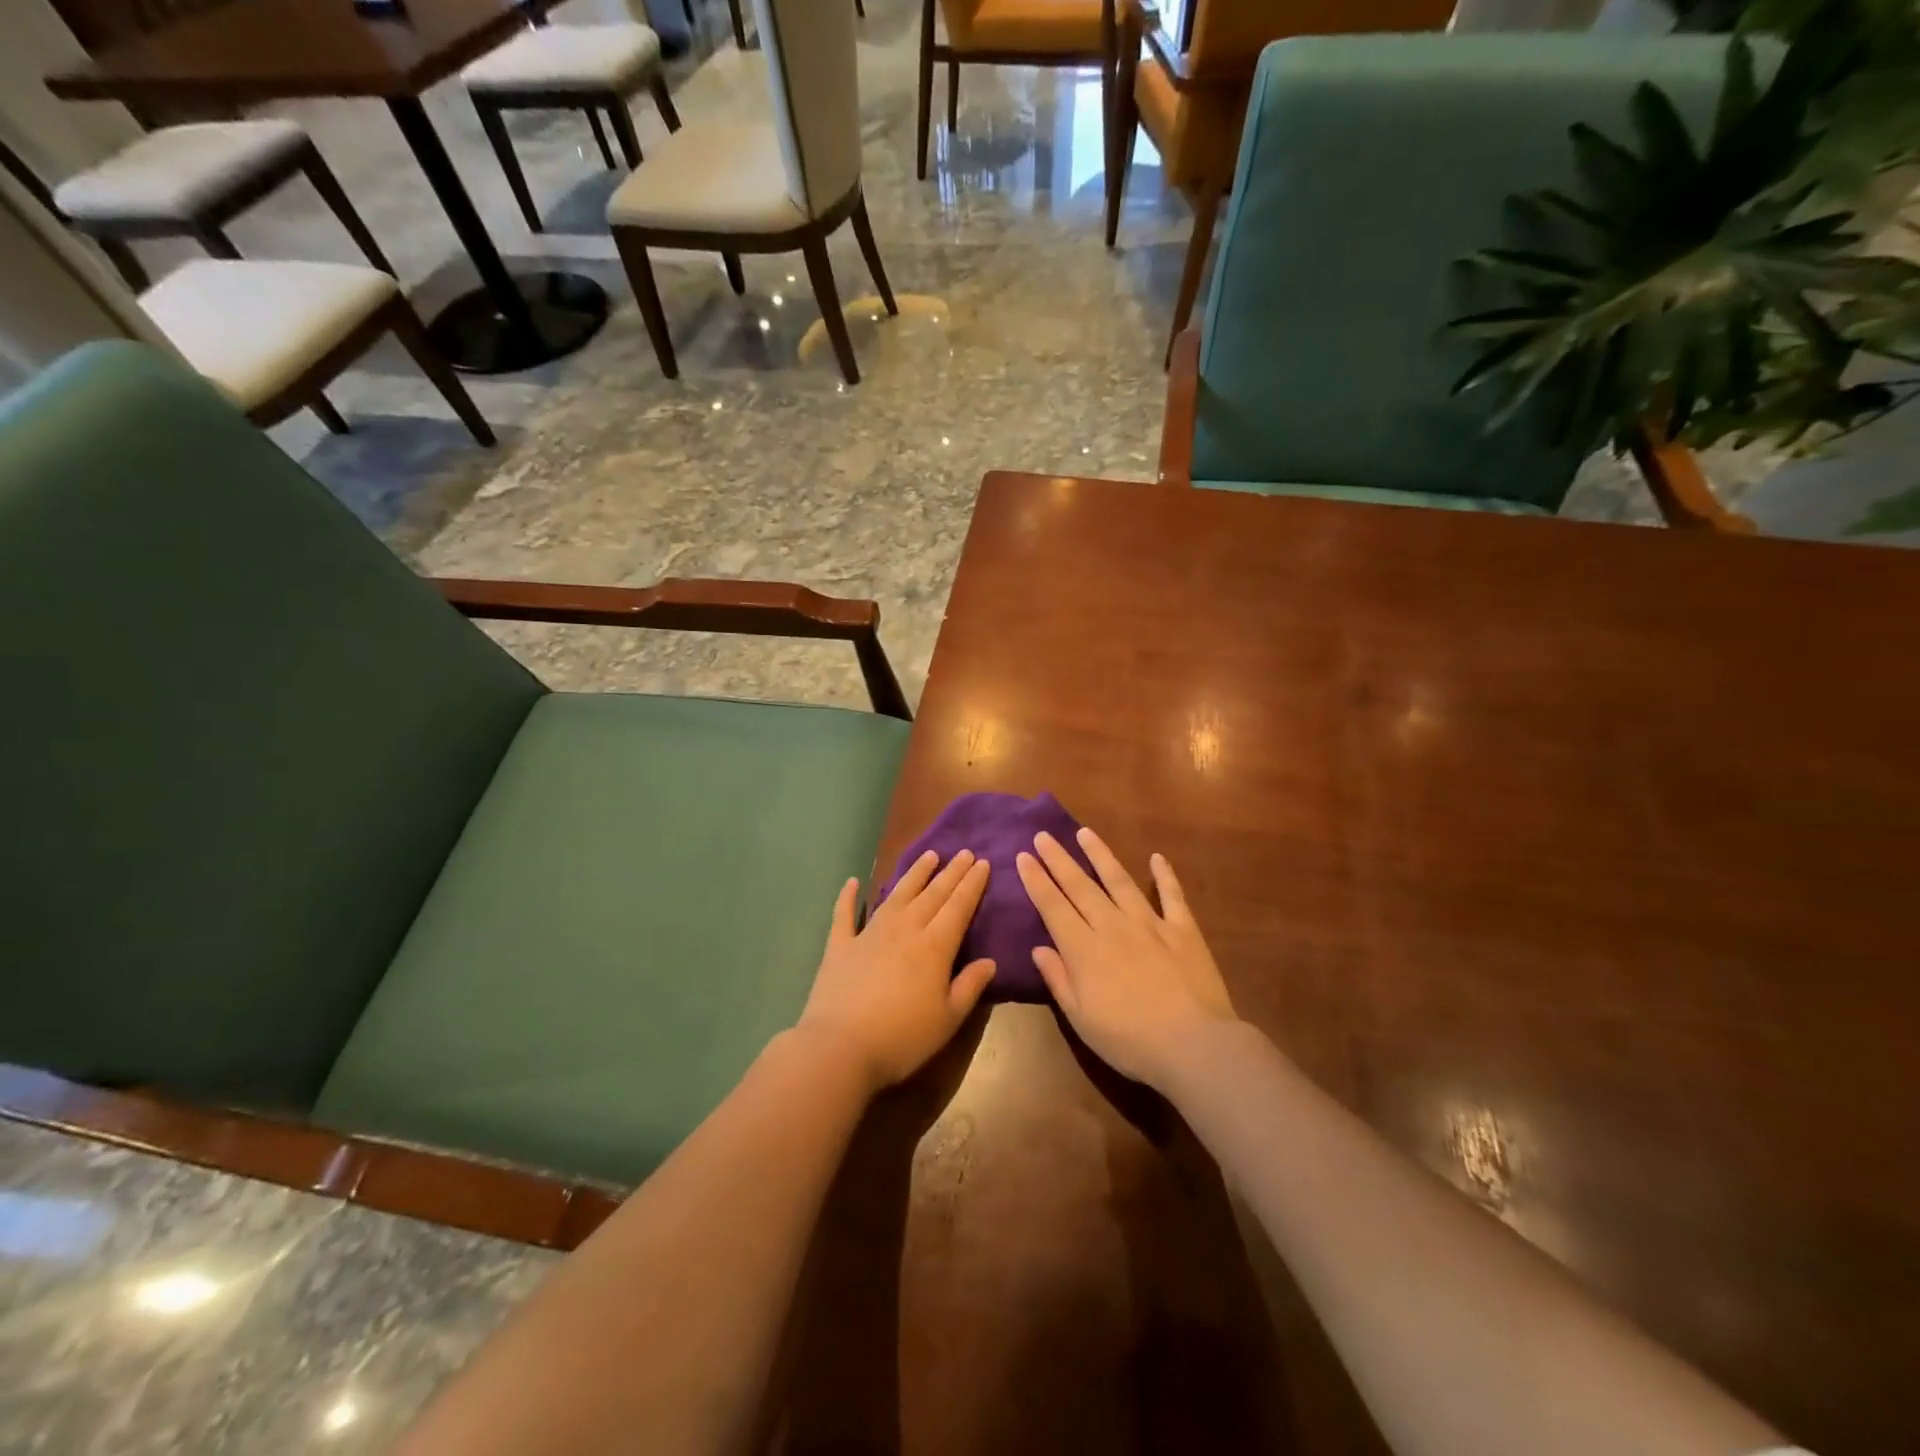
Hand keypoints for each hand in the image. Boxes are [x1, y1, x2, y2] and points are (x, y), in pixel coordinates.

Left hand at [797, 849, 995, 1093]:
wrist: (840, 1047)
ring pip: (897, 895)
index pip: (958, 907)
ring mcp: (869, 933)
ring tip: (929, 855)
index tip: (983, 863)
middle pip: (932, 894)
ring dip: (914, 874)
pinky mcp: (840, 945)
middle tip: (965, 852)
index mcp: (934, 947)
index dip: (972, 885)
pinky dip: (848, 896)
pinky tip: (853, 881)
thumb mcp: (947, 1019)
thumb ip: (969, 986)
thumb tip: (989, 961)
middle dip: (951, 872)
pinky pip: (845, 914)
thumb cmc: (902, 1038)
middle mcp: (904, 930)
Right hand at [1016, 828, 1236, 1090]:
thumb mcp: (1081, 1019)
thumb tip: (1039, 948)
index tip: (1024, 856)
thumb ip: (1058, 979)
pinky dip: (1165, 875)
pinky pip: (1172, 895)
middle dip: (1059, 859)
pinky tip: (1157, 857)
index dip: (1037, 880)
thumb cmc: (1129, 1040)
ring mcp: (1149, 923)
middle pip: (1080, 886)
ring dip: (1100, 855)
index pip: (1053, 906)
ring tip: (1085, 833)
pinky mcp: (1182, 929)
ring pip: (1119, 880)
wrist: (1193, 1045)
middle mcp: (1112, 926)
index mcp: (1084, 949)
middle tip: (1044, 835)